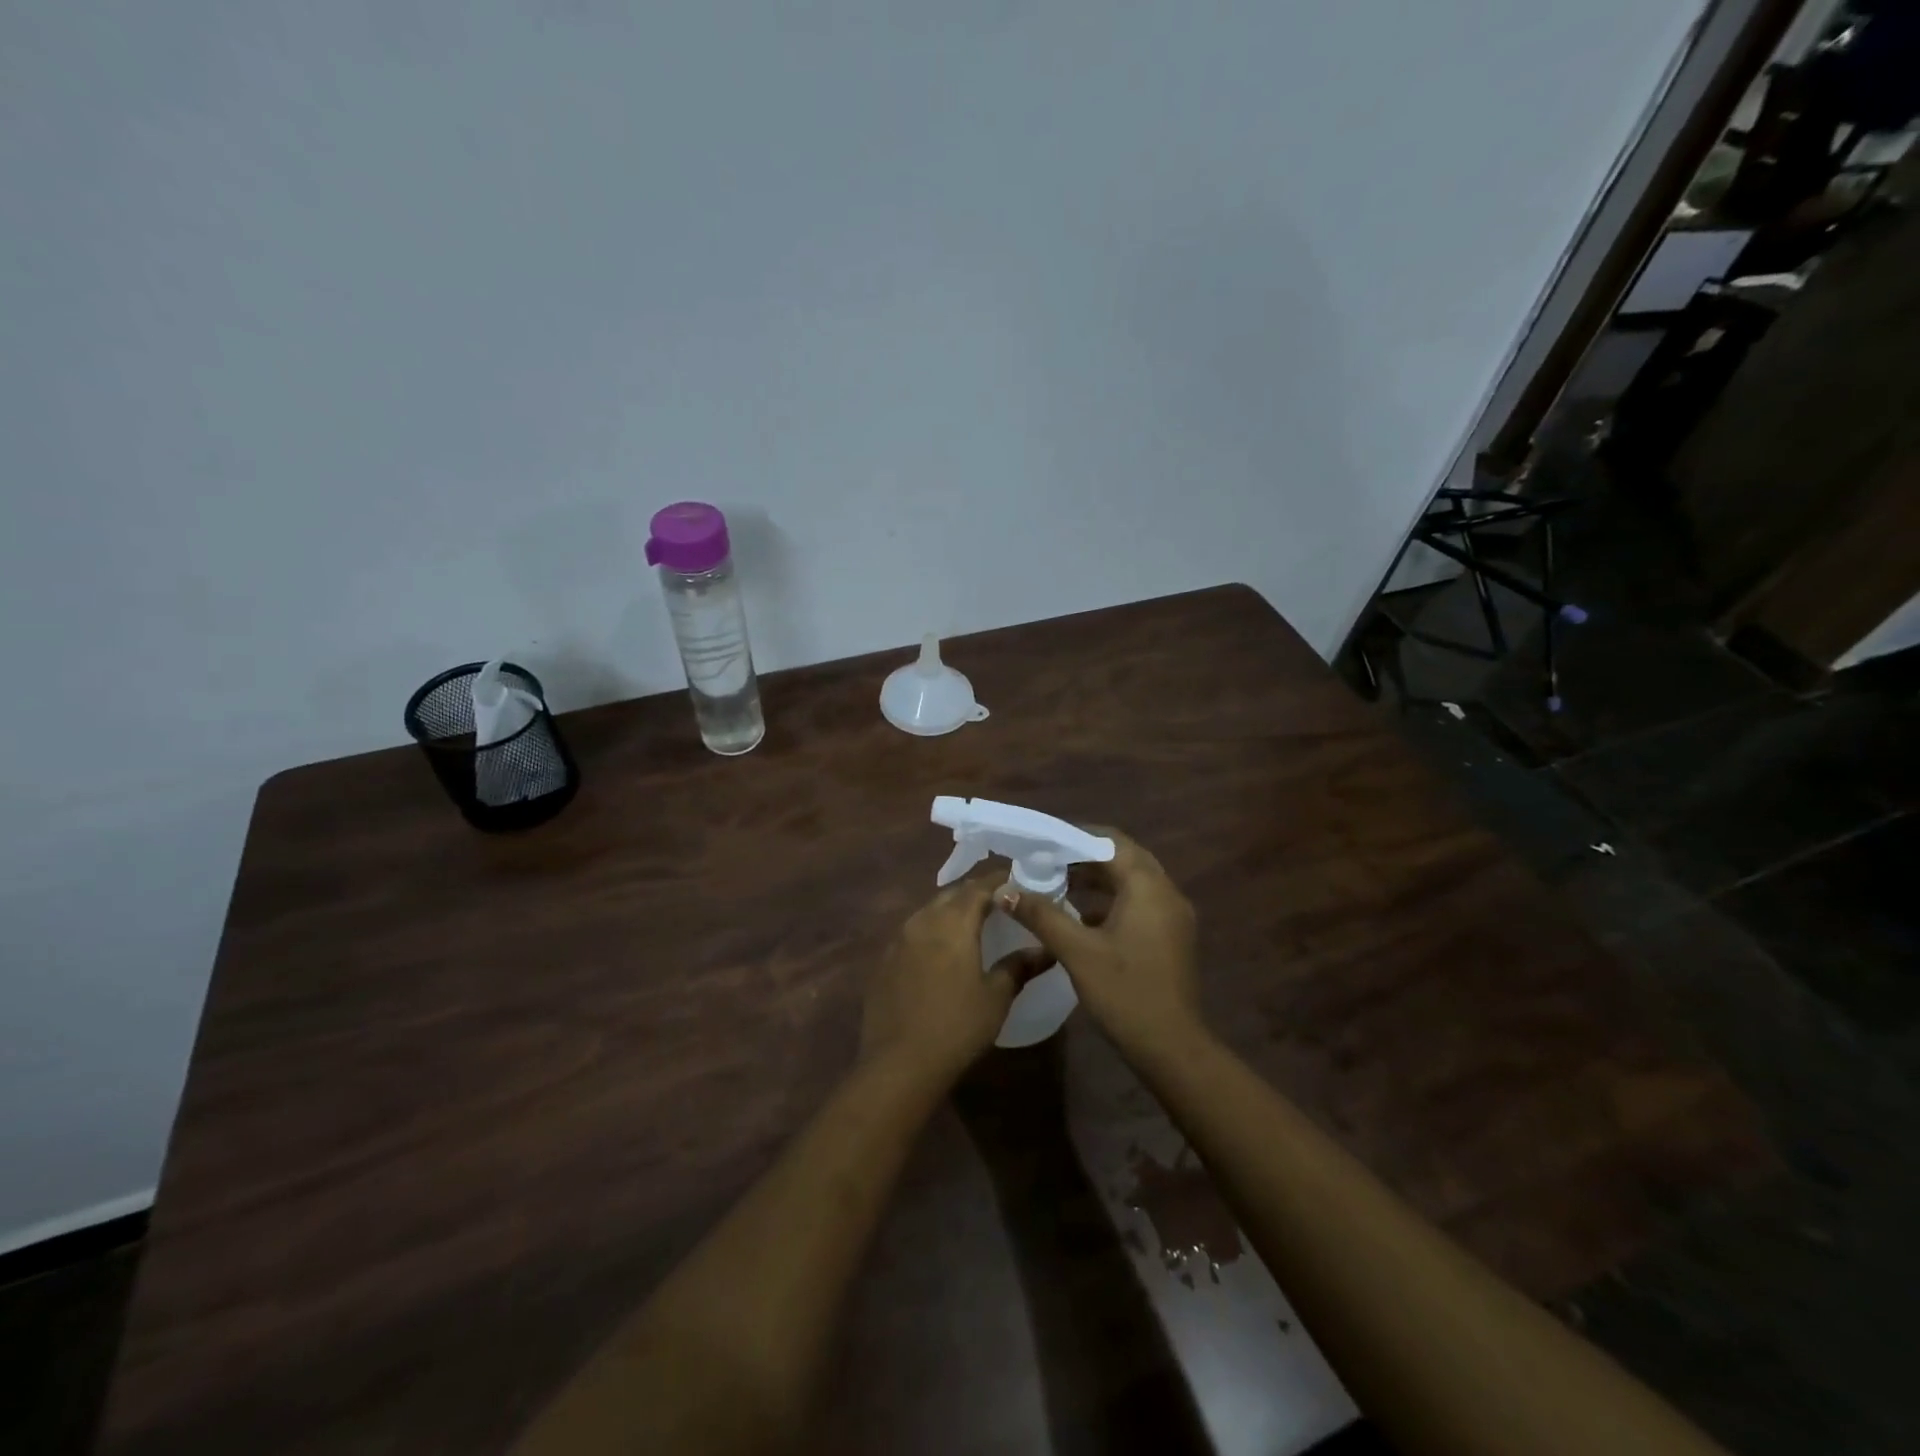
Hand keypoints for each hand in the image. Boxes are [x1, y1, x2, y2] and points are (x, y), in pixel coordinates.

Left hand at [860, 876, 1048, 1086]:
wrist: (899, 1064)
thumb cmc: (957, 1027)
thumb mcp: (996, 997)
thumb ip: (1019, 966)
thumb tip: (1046, 949)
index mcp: (952, 922)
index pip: (978, 887)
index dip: (999, 881)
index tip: (1017, 882)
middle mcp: (922, 921)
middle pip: (952, 895)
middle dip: (975, 893)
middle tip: (999, 902)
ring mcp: (898, 940)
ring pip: (929, 911)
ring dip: (951, 911)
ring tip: (972, 924)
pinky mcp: (885, 960)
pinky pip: (913, 933)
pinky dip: (932, 932)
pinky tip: (941, 952)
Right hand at [997, 828, 1203, 1067]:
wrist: (1172, 1048)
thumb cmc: (1125, 993)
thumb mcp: (1077, 952)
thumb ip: (1041, 916)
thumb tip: (1005, 891)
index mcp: (1148, 887)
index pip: (1111, 842)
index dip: (1076, 837)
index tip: (1043, 843)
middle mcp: (1166, 892)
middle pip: (1123, 858)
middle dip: (1084, 857)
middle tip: (1046, 861)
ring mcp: (1173, 916)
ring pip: (1132, 881)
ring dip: (1097, 879)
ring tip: (1057, 883)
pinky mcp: (1171, 936)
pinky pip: (1139, 903)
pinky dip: (1111, 900)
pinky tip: (1081, 916)